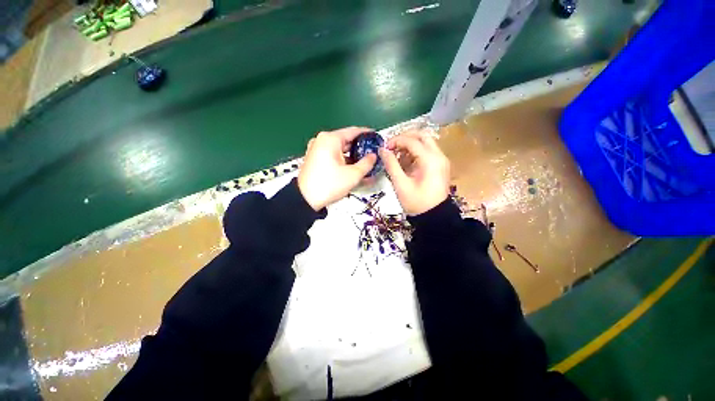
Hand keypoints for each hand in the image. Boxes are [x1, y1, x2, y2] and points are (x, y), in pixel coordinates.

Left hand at [298, 127, 377, 210]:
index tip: (376, 137)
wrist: (305, 199)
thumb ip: (367, 163)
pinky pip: (332, 155)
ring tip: (364, 162)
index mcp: (330, 139)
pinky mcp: (314, 158)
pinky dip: (342, 160)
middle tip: (372, 153)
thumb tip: (373, 156)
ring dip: (351, 155)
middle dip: (359, 147)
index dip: (367, 134)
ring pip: (339, 149)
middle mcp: (322, 140)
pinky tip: (352, 167)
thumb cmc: (330, 184)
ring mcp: (316, 149)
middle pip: (345, 140)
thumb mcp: (353, 175)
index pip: (353, 131)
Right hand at [379, 130, 449, 215]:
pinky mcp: (440, 165)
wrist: (434, 217)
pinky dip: (415, 153)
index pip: (412, 141)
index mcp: (430, 160)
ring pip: (425, 142)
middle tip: (392, 146)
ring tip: (397, 156)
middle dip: (405, 138)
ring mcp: (441, 160)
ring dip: (410, 145)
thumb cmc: (416, 202)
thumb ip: (391, 165)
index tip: (384, 148)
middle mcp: (439, 156)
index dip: (396, 141)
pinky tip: (405, 163)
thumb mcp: (401, 184)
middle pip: (422, 135)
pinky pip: (427, 152)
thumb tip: (382, 150)